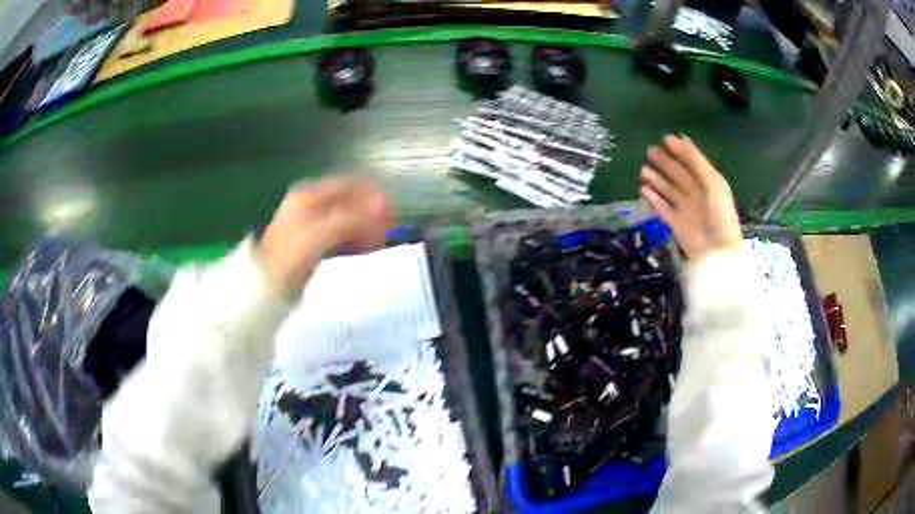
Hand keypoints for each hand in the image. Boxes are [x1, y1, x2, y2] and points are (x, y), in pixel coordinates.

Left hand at [259, 177, 391, 293]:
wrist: (265, 286)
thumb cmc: (291, 256)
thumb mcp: (322, 233)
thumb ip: (353, 218)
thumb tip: (383, 205)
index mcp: (308, 195)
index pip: (349, 184)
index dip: (372, 194)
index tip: (392, 209)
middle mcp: (310, 205)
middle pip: (349, 202)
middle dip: (371, 213)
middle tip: (390, 228)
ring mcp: (311, 224)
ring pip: (347, 219)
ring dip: (366, 227)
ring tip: (382, 241)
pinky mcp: (313, 243)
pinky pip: (341, 235)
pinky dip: (356, 239)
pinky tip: (368, 249)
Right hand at [640, 135, 740, 260]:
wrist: (717, 250)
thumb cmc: (719, 215)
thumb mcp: (712, 183)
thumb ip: (697, 162)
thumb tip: (683, 138)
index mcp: (708, 183)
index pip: (692, 163)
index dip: (680, 151)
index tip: (665, 138)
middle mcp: (696, 193)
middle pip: (678, 175)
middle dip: (665, 163)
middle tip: (649, 151)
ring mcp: (685, 208)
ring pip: (668, 190)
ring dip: (656, 179)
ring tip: (643, 170)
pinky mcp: (675, 223)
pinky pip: (662, 207)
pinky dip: (653, 198)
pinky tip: (643, 189)